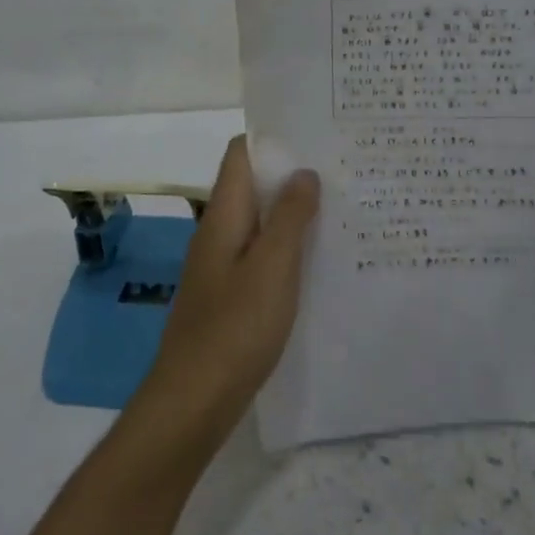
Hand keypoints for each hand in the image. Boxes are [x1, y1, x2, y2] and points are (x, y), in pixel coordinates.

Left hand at [135, 136, 319, 448]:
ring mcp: (221, 265)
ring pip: (259, 222)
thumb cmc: (235, 327)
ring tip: (338, 208)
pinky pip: (260, 255)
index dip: (273, 138)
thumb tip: (304, 172)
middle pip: (252, 186)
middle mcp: (218, 232)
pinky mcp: (229, 295)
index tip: (314, 134)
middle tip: (340, 171)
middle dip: (291, 175)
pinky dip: (286, 247)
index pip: (240, 155)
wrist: (194, 400)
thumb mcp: (273, 267)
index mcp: (224, 215)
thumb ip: (290, 217)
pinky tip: (317, 259)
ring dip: (291, 212)